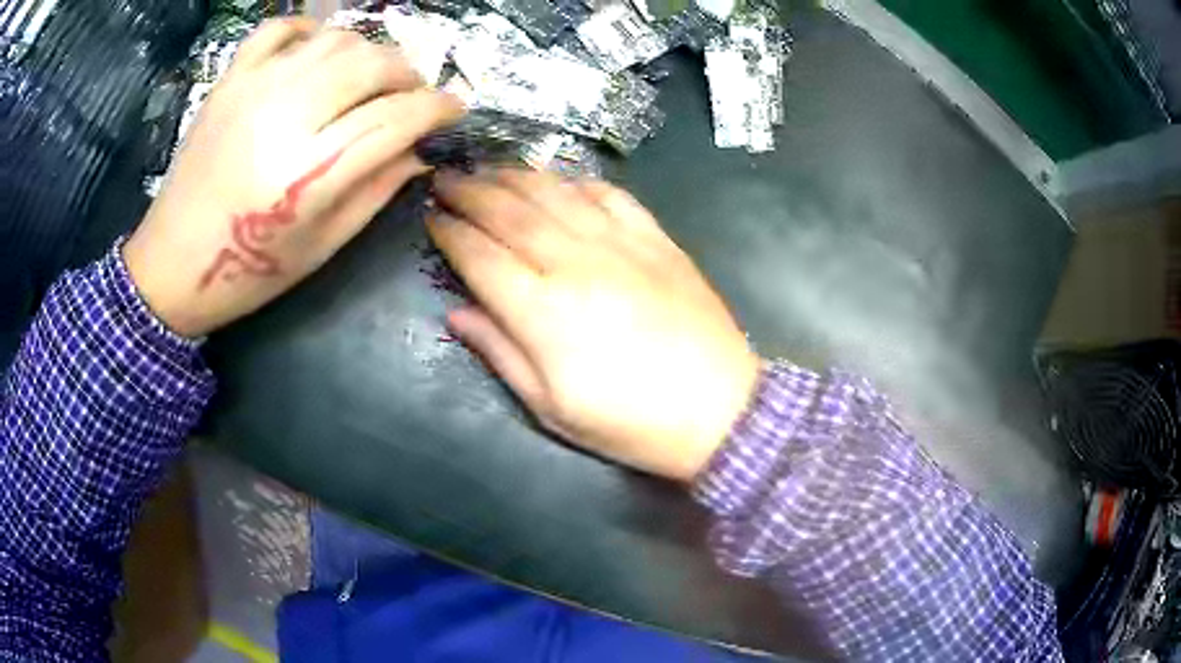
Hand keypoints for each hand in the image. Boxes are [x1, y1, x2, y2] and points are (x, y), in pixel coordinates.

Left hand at [124, 18, 463, 336]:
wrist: (170, 266)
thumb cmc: (247, 273)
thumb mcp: (322, 246)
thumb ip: (377, 191)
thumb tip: (420, 151)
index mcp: (307, 174)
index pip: (396, 117)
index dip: (439, 108)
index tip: (455, 110)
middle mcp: (283, 117)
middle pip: (373, 65)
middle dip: (408, 77)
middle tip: (411, 98)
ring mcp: (253, 89)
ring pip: (337, 39)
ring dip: (368, 53)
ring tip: (369, 80)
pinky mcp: (229, 80)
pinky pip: (280, 28)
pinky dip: (310, 30)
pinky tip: (318, 52)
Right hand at [428, 170, 759, 481]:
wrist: (720, 411)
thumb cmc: (630, 423)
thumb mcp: (552, 407)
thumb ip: (500, 353)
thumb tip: (458, 312)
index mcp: (543, 311)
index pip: (480, 255)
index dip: (450, 232)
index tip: (431, 215)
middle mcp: (576, 264)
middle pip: (510, 213)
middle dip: (471, 191)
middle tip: (447, 178)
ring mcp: (621, 245)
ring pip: (556, 194)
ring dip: (516, 176)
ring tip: (489, 169)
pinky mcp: (657, 240)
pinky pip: (611, 195)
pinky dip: (580, 182)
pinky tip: (561, 180)